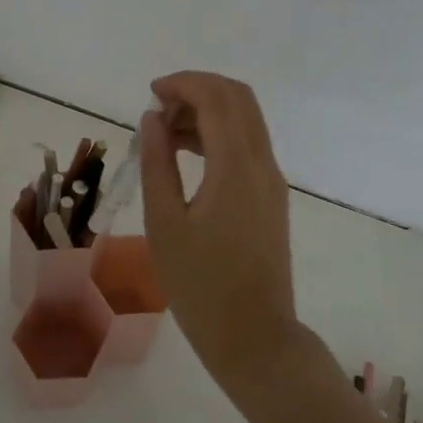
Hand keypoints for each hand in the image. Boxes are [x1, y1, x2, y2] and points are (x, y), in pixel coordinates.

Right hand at [138, 72, 300, 390]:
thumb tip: (153, 119)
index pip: (217, 98)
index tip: (150, 93)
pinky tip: (186, 155)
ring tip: (163, 135)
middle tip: (158, 110)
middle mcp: (263, 164)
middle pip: (239, 99)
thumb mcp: (165, 224)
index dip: (183, 84)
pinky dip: (219, 136)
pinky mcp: (271, 198)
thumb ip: (157, 163)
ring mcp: (272, 181)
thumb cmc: (200, 286)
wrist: (254, 338)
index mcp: (236, 167)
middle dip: (198, 91)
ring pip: (245, 121)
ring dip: (207, 112)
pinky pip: (247, 146)